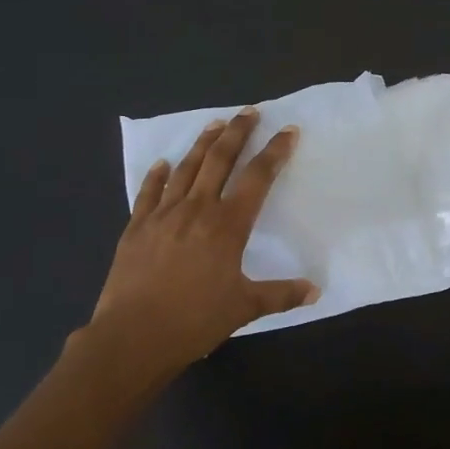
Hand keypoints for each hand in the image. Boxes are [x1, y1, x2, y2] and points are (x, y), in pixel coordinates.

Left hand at [87, 109, 318, 385]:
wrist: (133, 336)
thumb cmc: (195, 321)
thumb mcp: (245, 307)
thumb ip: (281, 295)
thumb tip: (315, 290)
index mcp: (227, 225)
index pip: (257, 178)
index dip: (275, 152)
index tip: (287, 131)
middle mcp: (196, 209)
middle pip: (219, 160)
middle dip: (237, 133)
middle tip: (249, 112)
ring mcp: (162, 215)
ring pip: (186, 169)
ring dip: (202, 143)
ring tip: (214, 124)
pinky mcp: (136, 227)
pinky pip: (148, 192)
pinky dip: (157, 175)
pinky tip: (162, 164)